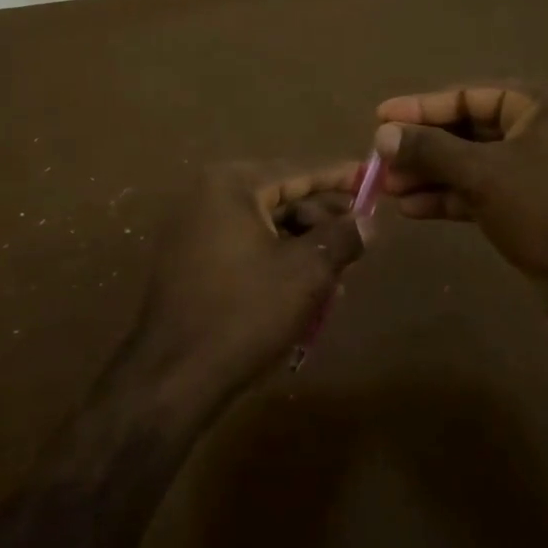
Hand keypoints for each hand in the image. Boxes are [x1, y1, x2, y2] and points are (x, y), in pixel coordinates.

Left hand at [122, 162, 364, 417]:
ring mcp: (194, 230)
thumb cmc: (246, 312)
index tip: (372, 178)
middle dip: (323, 219)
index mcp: (231, 186)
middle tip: (361, 236)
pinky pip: (245, 249)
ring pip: (265, 227)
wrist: (175, 375)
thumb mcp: (307, 272)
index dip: (339, 177)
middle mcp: (207, 197)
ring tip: (340, 272)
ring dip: (304, 245)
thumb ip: (342, 237)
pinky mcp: (190, 262)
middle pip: (281, 197)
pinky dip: (277, 261)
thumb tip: (367, 221)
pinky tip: (307, 288)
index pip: (298, 171)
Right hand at [374, 83, 547, 339]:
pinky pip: (485, 192)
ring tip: (388, 189)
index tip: (380, 117)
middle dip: (424, 148)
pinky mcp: (534, 207)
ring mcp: (541, 171)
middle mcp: (545, 130)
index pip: (471, 95)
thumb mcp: (483, 174)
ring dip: (431, 176)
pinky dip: (451, 198)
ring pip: (474, 164)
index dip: (422, 107)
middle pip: (470, 130)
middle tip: (380, 160)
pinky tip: (413, 208)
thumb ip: (430, 149)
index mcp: (545, 106)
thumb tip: (382, 133)